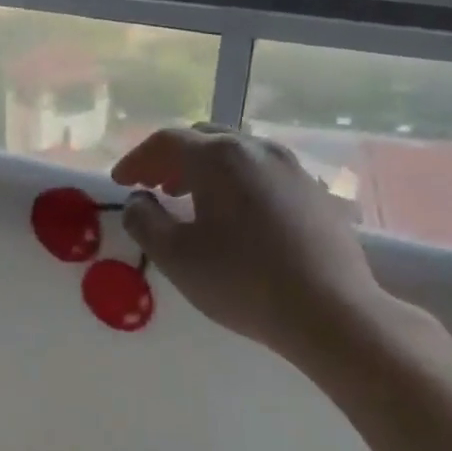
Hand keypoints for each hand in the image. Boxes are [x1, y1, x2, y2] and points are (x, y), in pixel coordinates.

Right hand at [112, 125, 390, 363]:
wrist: (331, 312)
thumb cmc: (242, 281)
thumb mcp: (176, 257)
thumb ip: (145, 221)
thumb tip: (138, 200)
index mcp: (220, 158)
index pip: (166, 142)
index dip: (137, 159)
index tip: (120, 183)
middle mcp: (258, 149)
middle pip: (204, 138)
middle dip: (171, 159)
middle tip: (153, 187)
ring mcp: (293, 167)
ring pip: (238, 152)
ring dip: (205, 169)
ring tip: (190, 199)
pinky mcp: (316, 191)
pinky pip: (265, 172)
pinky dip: (238, 181)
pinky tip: (236, 214)